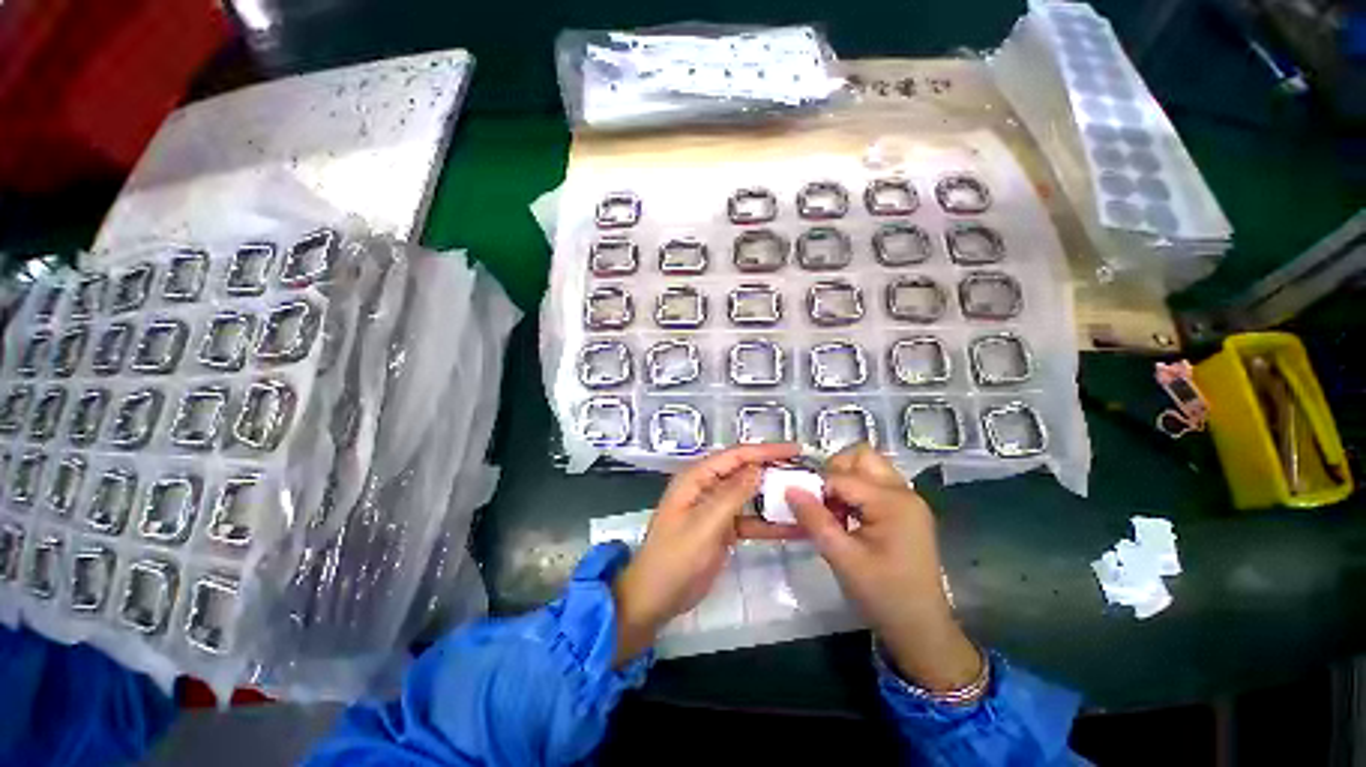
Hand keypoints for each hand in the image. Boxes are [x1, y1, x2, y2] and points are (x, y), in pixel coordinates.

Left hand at [612, 443, 800, 665]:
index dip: (765, 450)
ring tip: (806, 496)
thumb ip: (732, 495)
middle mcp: (706, 487)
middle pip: (744, 471)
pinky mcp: (723, 529)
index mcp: (696, 478)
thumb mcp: (705, 525)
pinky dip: (769, 524)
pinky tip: (794, 529)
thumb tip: (758, 467)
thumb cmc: (675, 558)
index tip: (796, 450)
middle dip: (773, 470)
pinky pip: (750, 520)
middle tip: (805, 472)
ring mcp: (715, 508)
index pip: (735, 456)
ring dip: (774, 496)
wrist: (656, 598)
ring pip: (750, 495)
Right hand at [785, 445, 982, 691]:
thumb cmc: (883, 595)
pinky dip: (856, 491)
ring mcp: (908, 500)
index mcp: (892, 502)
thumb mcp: (842, 558)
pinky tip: (847, 516)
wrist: (921, 629)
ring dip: (845, 479)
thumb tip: (789, 488)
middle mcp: (903, 492)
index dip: (817, 488)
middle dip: (835, 470)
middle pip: (862, 456)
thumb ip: (814, 519)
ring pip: (869, 467)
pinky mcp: (906, 510)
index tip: (801, 506)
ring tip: (833, 509)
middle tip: (821, 498)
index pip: (842, 477)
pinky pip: (875, 484)